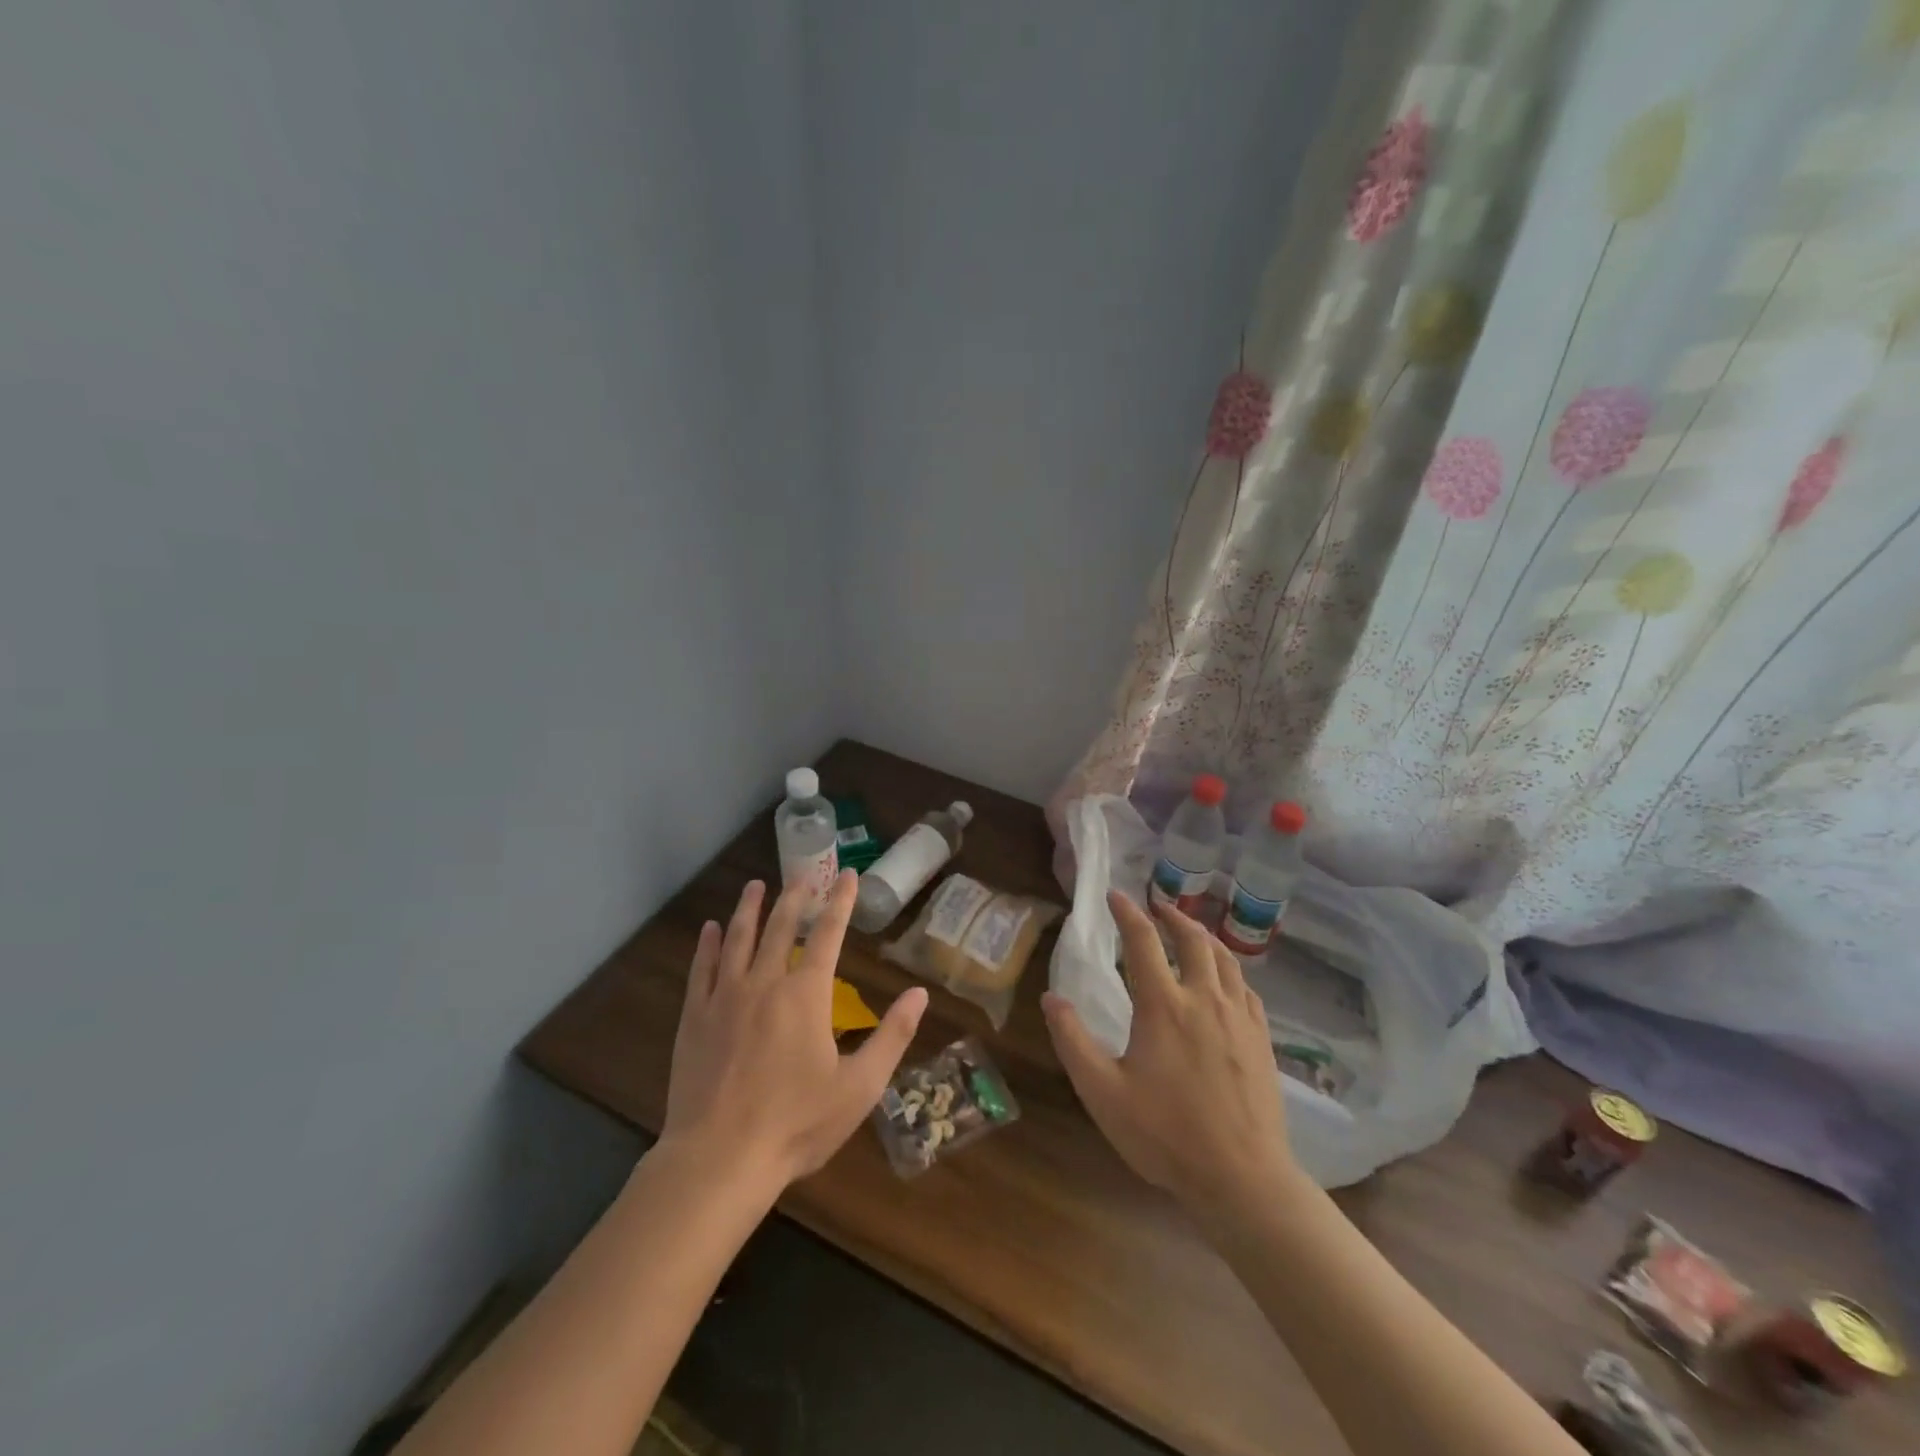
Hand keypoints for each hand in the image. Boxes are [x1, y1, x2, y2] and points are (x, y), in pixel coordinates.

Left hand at [662, 870, 927, 1189]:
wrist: (718, 1159)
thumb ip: (892, 1036)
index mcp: (806, 995)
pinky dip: (708, 945)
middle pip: (781, 927)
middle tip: (803, 873)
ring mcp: (725, 997)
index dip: (840, 901)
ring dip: (749, 908)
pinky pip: (702, 969)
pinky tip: (710, 929)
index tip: (846, 874)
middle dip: (795, 896)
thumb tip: (920, 994)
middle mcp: (765, 983)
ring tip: (756, 885)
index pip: (828, 934)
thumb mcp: (860, 1087)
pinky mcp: (694, 1018)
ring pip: (739, 939)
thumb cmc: (796, 1124)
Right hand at [1042, 890, 1299, 1215]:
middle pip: (1193, 939)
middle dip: (1172, 916)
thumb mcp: (1102, 1092)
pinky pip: (1246, 989)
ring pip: (1225, 959)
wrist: (1243, 1178)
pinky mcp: (1262, 1039)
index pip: (1143, 942)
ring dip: (1204, 937)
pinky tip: (1225, 981)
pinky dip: (1230, 971)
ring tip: (1191, 932)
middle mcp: (1204, 999)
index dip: (1127, 913)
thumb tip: (1051, 997)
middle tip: (1157, 906)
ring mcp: (1239, 1018)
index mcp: (1164, 1006)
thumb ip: (1072, 1041)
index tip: (1115, 895)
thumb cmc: (1166, 1136)